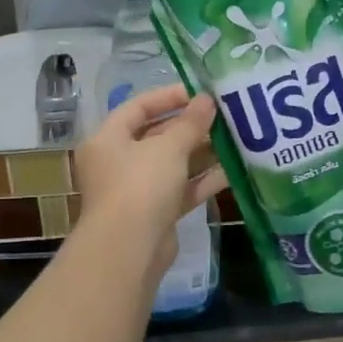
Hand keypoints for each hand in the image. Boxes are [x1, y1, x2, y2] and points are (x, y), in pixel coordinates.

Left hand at [75, 84, 226, 276]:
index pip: (138, 107)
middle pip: (157, 136)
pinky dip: (202, 179)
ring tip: (234, 138)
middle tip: (223, 116)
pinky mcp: (156, 213)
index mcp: (108, 139)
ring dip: (201, 152)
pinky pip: (181, 189)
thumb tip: (207, 99)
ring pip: (172, 164)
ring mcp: (137, 189)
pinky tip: (232, 169)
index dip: (169, 96)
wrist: (129, 249)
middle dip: (190, 126)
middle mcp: (118, 162)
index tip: (200, 92)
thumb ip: (190, 122)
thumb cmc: (141, 185)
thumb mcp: (168, 147)